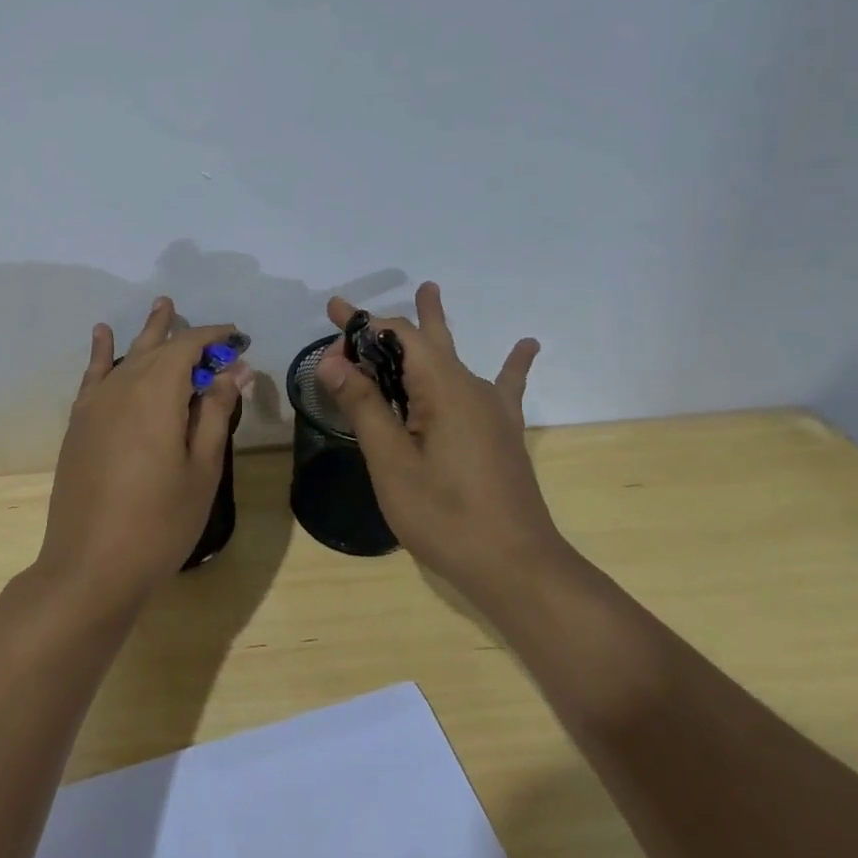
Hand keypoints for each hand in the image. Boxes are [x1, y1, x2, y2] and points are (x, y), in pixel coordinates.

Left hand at [35, 298, 251, 617]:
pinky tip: (103, 335)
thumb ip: (216, 414)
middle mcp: (122, 388)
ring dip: (147, 334)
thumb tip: (232, 370)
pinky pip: (94, 376)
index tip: (238, 338)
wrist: (91, 566)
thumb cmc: (160, 523)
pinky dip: (101, 352)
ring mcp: (95, 405)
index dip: (214, 337)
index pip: (188, 348)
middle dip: (182, 331)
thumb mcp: (202, 469)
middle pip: (156, 347)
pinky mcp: (79, 424)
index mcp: (157, 394)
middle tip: (207, 324)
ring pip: (127, 356)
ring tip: (161, 307)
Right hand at [314, 282, 556, 585]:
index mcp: (443, 389)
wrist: (516, 566)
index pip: (398, 337)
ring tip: (431, 291)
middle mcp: (471, 388)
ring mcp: (492, 410)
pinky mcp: (502, 432)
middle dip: (386, 325)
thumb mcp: (391, 463)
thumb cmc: (445, 516)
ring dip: (435, 327)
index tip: (330, 325)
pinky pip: (503, 385)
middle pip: (424, 341)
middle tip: (354, 312)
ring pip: (454, 357)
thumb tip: (333, 361)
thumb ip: (364, 407)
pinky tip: (527, 345)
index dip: (362, 328)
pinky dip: (510, 362)